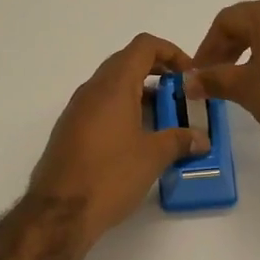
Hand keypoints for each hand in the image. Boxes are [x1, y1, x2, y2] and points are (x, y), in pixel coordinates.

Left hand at [30, 34, 209, 242]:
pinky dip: (123, 111)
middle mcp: (92, 90)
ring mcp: (77, 110)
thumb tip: (201, 138)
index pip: (143, 46)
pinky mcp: (69, 131)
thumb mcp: (153, 157)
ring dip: (140, 94)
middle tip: (179, 96)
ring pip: (113, 86)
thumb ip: (180, 140)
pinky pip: (101, 107)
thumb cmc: (110, 176)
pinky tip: (137, 140)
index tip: (189, 75)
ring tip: (164, 120)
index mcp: (113, 86)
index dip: (171, 52)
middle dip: (157, 73)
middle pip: (127, 62)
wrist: (58, 213)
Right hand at [190, 0, 259, 159]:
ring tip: (238, 83)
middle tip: (213, 77)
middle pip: (248, 23)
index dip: (206, 47)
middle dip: (226, 49)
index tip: (197, 73)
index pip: (226, 21)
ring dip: (247, 54)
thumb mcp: (245, 89)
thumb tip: (189, 81)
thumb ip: (213, 80)